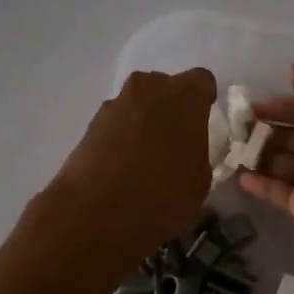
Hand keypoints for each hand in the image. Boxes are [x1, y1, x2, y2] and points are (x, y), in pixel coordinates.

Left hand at [46, 68, 216, 264]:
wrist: (95, 213)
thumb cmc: (162, 196)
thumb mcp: (200, 182)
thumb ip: (198, 155)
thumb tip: (187, 153)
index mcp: (184, 97)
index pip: (202, 81)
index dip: (204, 100)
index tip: (203, 121)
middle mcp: (148, 89)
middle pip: (165, 87)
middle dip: (172, 108)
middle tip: (176, 140)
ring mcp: (115, 104)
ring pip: (138, 104)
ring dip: (144, 121)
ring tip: (146, 157)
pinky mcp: (90, 124)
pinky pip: (116, 123)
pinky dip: (122, 137)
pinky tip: (123, 167)